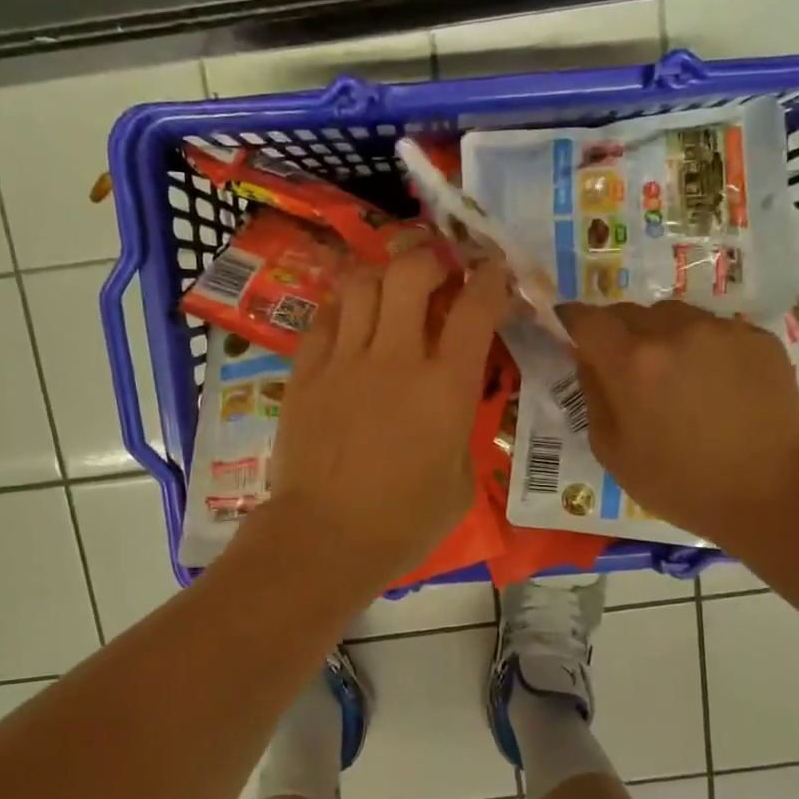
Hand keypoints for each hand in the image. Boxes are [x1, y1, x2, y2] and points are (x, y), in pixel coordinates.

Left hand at [250, 248, 512, 592]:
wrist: (324, 538)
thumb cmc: (403, 522)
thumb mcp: (461, 482)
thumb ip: (463, 428)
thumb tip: (455, 402)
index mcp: (445, 387)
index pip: (475, 308)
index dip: (490, 278)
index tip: (493, 271)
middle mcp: (395, 358)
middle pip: (410, 273)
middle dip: (430, 260)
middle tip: (438, 274)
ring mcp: (344, 361)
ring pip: (361, 283)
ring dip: (383, 275)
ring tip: (391, 290)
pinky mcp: (305, 373)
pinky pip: (324, 318)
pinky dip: (344, 308)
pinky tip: (351, 321)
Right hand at [559, 301, 798, 540]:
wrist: (768, 494)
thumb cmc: (678, 483)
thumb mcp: (612, 451)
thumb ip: (593, 395)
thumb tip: (589, 360)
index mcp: (632, 362)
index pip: (587, 318)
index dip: (572, 319)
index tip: (569, 326)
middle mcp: (674, 331)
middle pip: (630, 312)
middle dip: (618, 332)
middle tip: (625, 364)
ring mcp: (721, 330)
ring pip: (675, 316)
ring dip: (663, 335)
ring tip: (675, 373)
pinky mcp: (757, 337)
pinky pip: (715, 329)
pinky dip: (704, 347)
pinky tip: (715, 383)